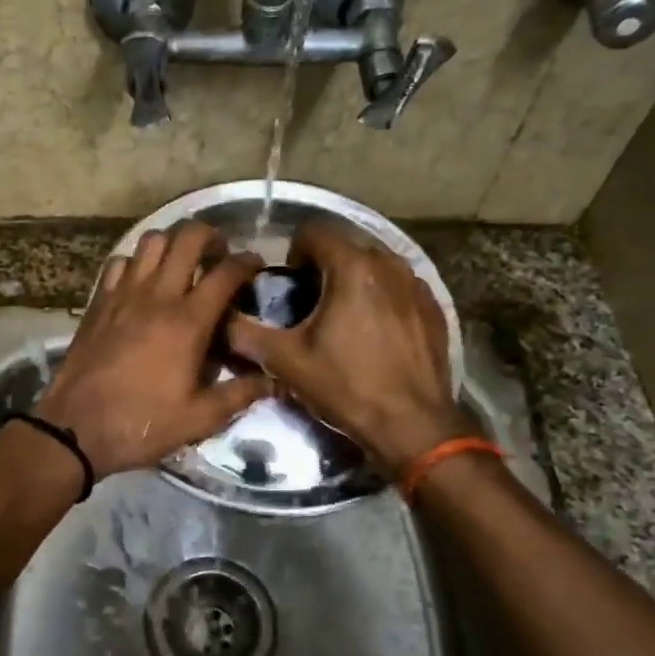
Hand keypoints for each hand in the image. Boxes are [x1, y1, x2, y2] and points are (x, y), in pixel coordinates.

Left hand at [36, 223, 271, 476]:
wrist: (76, 428)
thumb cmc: (142, 423)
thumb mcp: (200, 418)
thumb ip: (240, 395)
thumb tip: (275, 381)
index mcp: (188, 321)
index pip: (226, 272)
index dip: (248, 261)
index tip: (256, 265)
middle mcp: (157, 295)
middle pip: (188, 238)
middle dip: (211, 236)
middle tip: (218, 255)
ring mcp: (123, 294)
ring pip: (151, 241)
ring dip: (172, 243)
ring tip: (181, 263)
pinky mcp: (98, 302)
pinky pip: (119, 263)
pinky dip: (135, 262)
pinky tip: (141, 282)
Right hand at [225, 221, 473, 475]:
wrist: (412, 425)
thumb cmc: (347, 387)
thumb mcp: (286, 362)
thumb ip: (246, 334)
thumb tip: (220, 320)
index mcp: (352, 267)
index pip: (315, 230)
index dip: (294, 251)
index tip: (289, 283)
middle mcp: (389, 264)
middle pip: (346, 246)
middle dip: (324, 266)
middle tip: (309, 304)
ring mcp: (417, 286)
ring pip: (375, 266)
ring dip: (354, 281)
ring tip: (341, 317)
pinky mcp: (434, 308)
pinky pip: (399, 288)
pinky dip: (382, 298)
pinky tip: (374, 333)